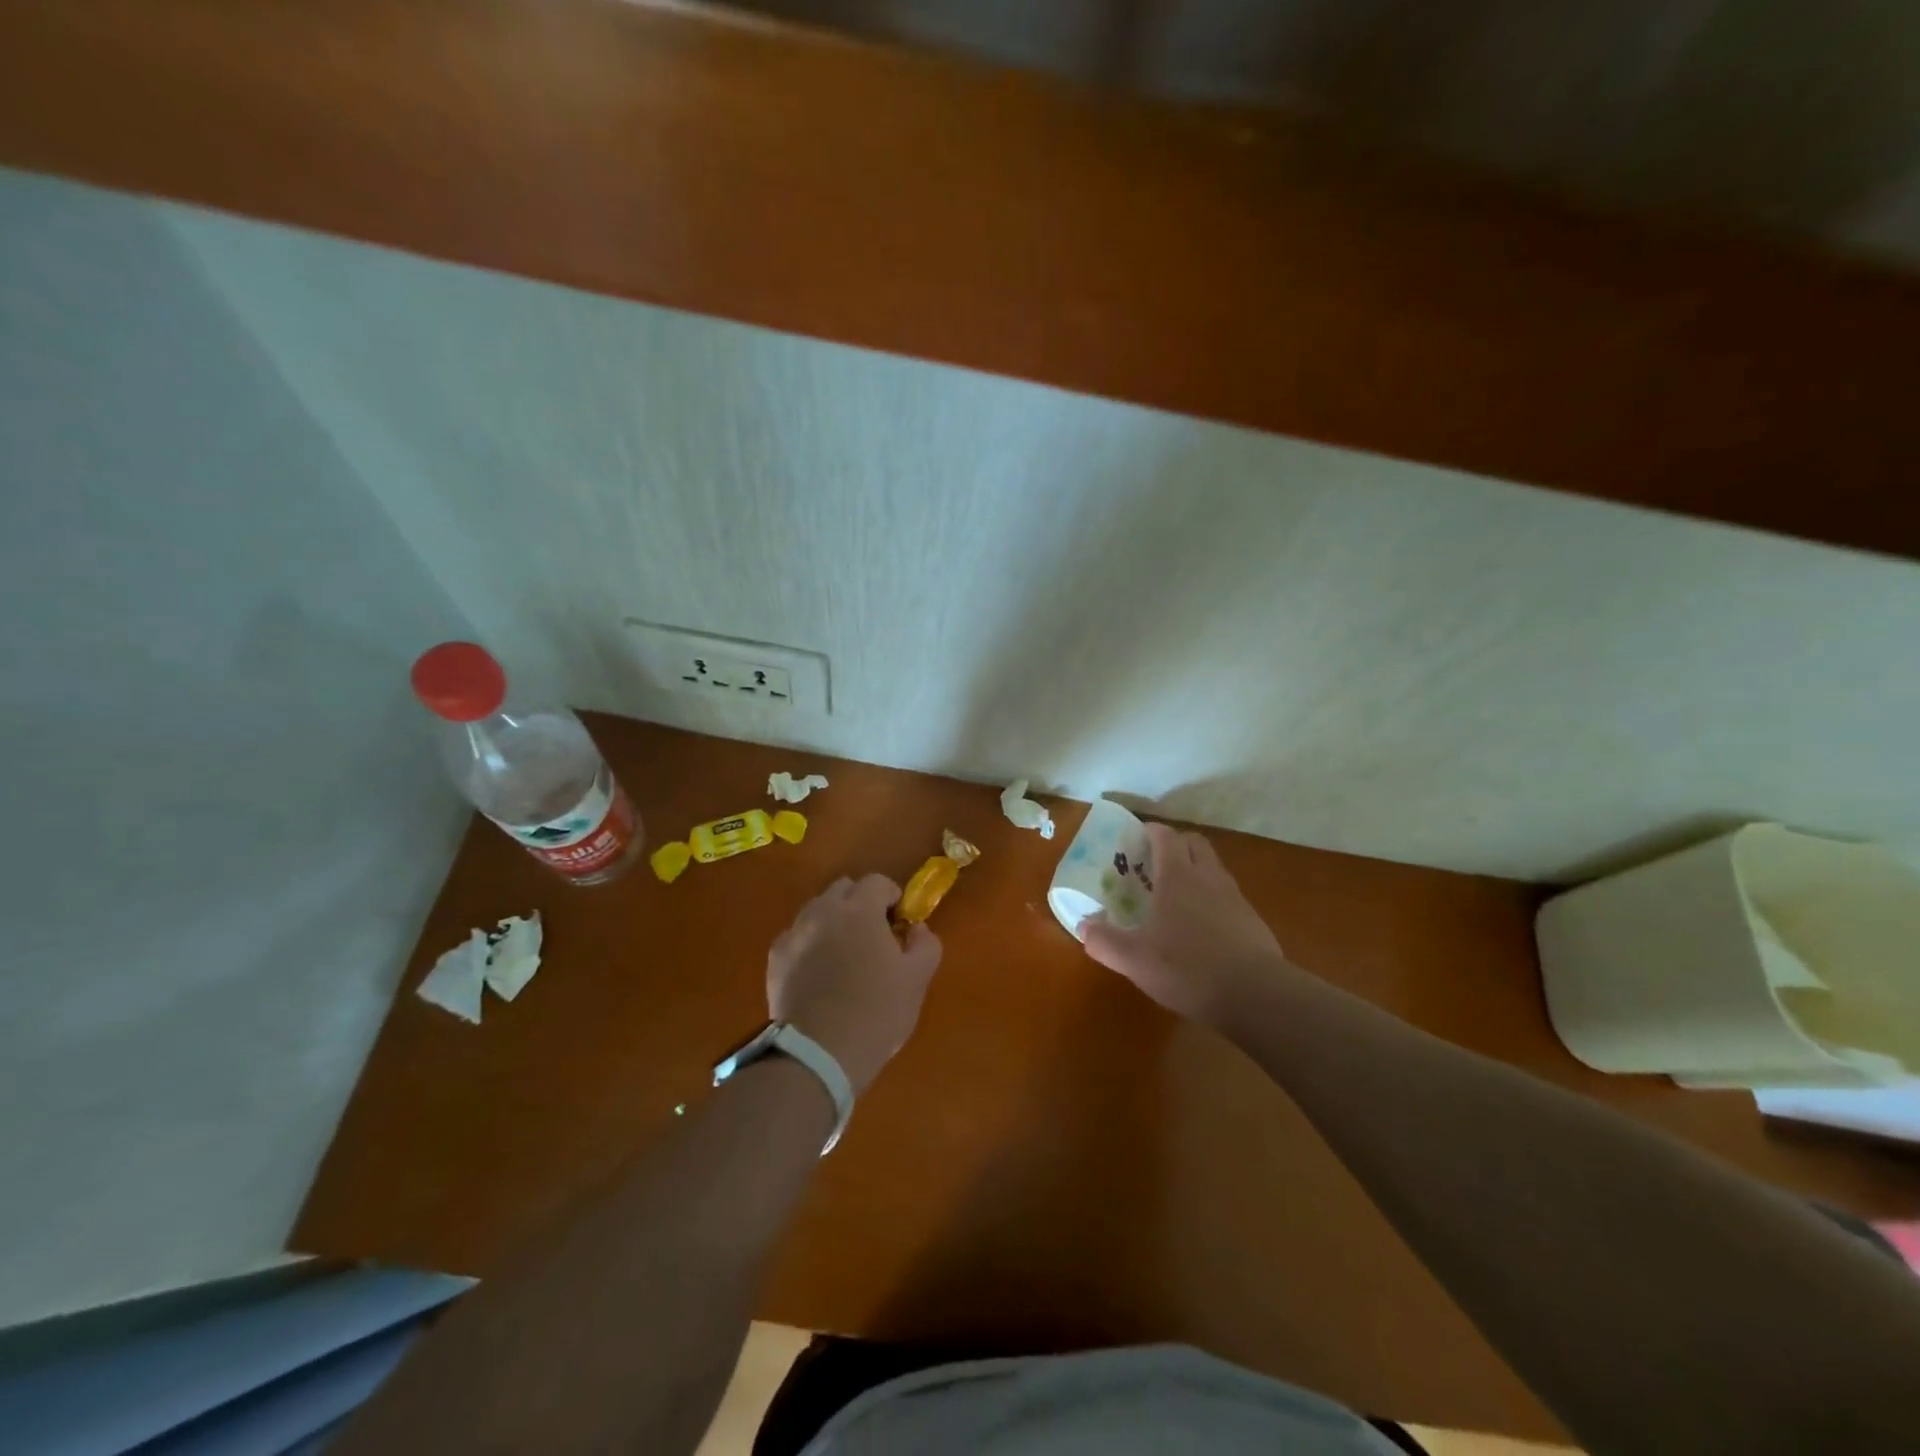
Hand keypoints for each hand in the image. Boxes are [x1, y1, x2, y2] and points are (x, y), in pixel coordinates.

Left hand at [767, 874, 941, 1093]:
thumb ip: (925, 943)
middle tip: (874, 937)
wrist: (817, 1055)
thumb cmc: (876, 1012)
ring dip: (834, 922)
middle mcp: (822, 912)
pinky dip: (811, 945)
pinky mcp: (775, 960)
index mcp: (859, 910)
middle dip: (861, 904)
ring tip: (845, 957)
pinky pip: (798, 937)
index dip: (892, 898)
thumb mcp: (917, 979)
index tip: (899, 925)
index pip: (878, 882)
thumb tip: (916, 929)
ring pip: (817, 911)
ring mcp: (794, 934)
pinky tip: (820, 975)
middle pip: (844, 889)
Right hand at [1080, 822, 1291, 1029]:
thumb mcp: (1134, 959)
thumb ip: (1104, 940)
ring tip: (1176, 897)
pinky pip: (1229, 898)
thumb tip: (1083, 925)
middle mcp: (1209, 878)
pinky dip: (1213, 901)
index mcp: (1178, 876)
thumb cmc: (1188, 967)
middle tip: (1155, 864)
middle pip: (1195, 843)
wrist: (1256, 996)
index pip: (1166, 836)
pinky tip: (1202, 929)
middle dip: (1176, 845)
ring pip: (1214, 869)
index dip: (1150, 832)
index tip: (1135, 838)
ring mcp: (1235, 899)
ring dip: (1196, 872)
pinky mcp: (1253, 922)